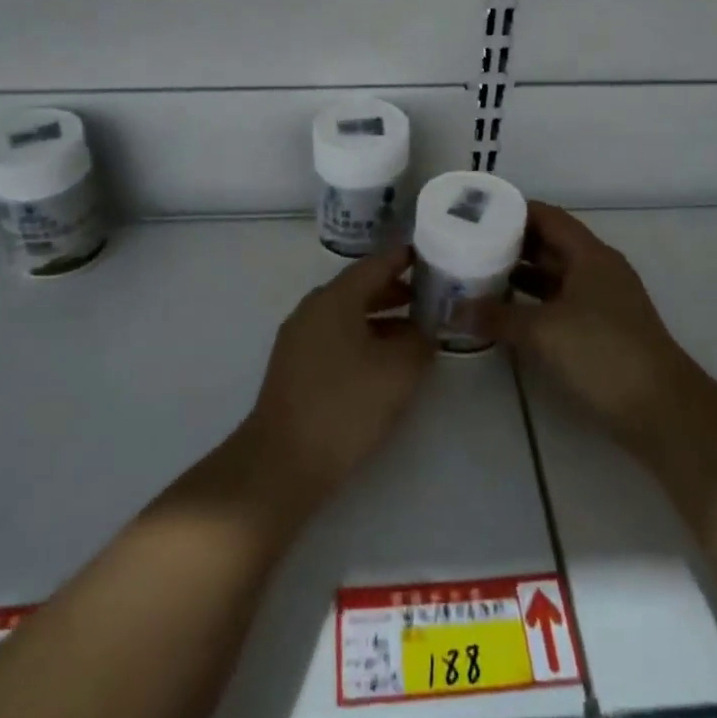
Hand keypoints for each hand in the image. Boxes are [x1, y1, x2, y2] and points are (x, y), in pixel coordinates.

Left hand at [241, 247, 436, 509]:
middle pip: (360, 288)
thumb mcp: (398, 370)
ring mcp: (299, 339)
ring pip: (348, 316)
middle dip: (397, 291)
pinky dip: (364, 339)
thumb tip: (425, 331)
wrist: (284, 460)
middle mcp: (313, 309)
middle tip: (431, 296)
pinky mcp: (295, 367)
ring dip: (382, 319)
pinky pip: (336, 338)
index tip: (432, 256)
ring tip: (416, 332)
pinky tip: (385, 363)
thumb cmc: (345, 405)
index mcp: (334, 299)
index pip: (376, 264)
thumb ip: (419, 341)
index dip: (405, 259)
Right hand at [464, 203, 698, 451]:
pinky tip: (505, 313)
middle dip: (511, 243)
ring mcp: (602, 301)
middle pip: (550, 244)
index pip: (548, 216)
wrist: (661, 410)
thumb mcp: (542, 332)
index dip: (513, 211)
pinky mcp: (601, 331)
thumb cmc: (602, 354)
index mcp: (590, 255)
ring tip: (478, 275)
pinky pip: (559, 303)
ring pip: (554, 276)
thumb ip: (496, 317)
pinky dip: (533, 303)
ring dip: (520, 275)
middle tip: (469, 245)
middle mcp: (598, 270)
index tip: (476, 214)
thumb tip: (452, 310)